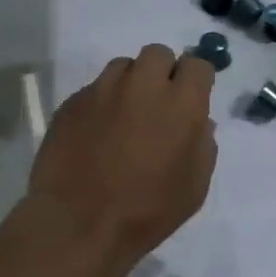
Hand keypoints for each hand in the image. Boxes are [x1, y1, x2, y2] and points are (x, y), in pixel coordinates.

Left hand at [29, 44, 218, 269]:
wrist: (78, 222)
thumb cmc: (147, 211)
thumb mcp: (194, 187)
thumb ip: (203, 145)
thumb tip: (199, 122)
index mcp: (181, 103)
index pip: (197, 65)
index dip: (196, 79)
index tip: (191, 97)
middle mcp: (143, 84)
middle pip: (157, 54)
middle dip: (162, 72)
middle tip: (157, 104)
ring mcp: (103, 89)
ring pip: (122, 67)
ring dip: (129, 83)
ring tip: (124, 116)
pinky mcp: (72, 101)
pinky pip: (94, 89)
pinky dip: (101, 103)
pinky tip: (96, 133)